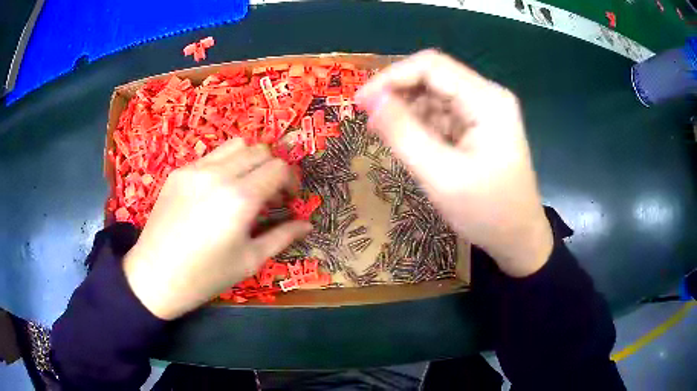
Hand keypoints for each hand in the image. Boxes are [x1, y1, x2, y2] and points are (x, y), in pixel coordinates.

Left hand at [123, 139, 311, 319]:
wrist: (155, 275)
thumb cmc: (206, 276)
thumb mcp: (250, 260)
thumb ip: (282, 237)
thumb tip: (307, 224)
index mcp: (240, 199)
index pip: (279, 168)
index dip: (291, 181)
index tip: (289, 200)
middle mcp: (219, 174)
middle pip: (260, 150)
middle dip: (273, 168)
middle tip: (270, 195)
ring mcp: (195, 169)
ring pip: (236, 145)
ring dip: (250, 160)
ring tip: (246, 186)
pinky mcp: (179, 171)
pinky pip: (211, 156)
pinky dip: (226, 165)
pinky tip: (218, 191)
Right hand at [355, 50, 552, 276]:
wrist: (518, 238)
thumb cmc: (487, 213)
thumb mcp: (441, 176)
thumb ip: (403, 134)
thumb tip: (370, 99)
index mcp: (487, 100)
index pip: (431, 66)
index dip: (391, 77)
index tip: (361, 102)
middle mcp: (488, 96)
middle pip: (433, 77)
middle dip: (398, 95)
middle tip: (372, 123)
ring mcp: (485, 110)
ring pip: (435, 95)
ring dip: (409, 112)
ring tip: (393, 141)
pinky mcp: (480, 125)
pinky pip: (443, 114)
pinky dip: (422, 125)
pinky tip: (415, 147)